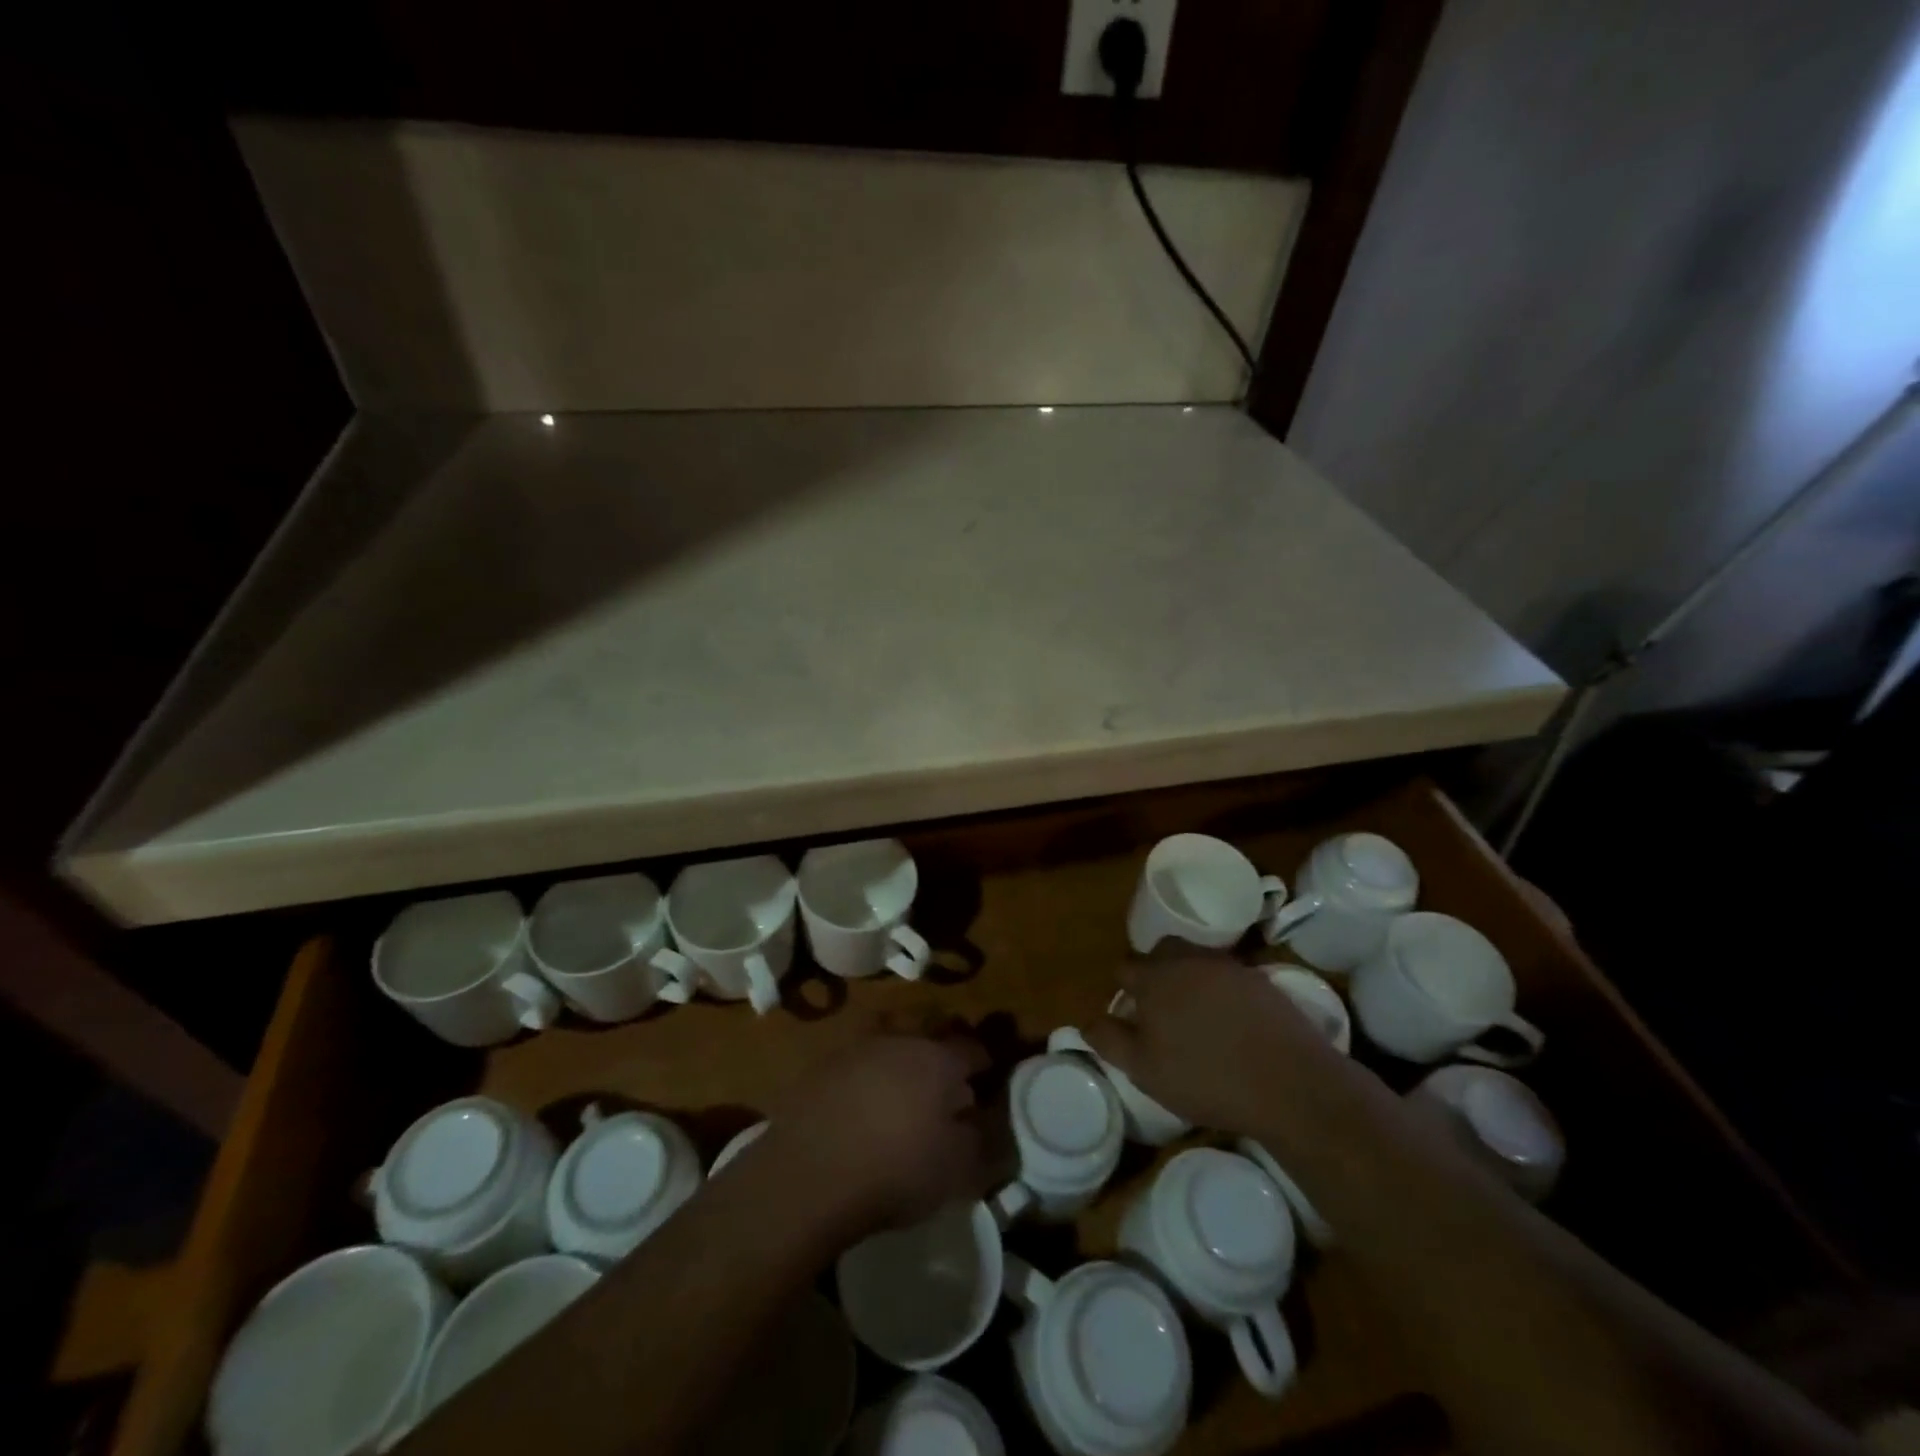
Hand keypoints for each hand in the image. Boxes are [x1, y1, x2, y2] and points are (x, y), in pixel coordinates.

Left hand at [757, 1031, 995, 1241]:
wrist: (810, 1174)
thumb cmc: (896, 1169)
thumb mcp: (956, 1169)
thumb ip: (980, 1141)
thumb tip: (982, 1122)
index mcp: (938, 1058)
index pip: (972, 1048)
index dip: (984, 1063)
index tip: (987, 1079)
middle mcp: (901, 1040)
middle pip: (930, 1029)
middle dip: (942, 1047)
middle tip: (946, 1078)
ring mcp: (858, 1048)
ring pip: (891, 1038)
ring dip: (902, 1056)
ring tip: (903, 1088)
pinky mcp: (823, 1066)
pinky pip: (858, 1059)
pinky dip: (868, 1074)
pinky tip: (864, 1101)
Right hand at [1085, 952, 1342, 1135]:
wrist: (1290, 1084)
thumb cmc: (1207, 1078)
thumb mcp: (1145, 1070)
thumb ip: (1110, 1040)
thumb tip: (1086, 1021)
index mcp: (1154, 978)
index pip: (1124, 968)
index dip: (1123, 991)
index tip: (1130, 1017)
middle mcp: (1188, 960)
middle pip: (1161, 951)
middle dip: (1155, 971)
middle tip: (1161, 1009)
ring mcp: (1227, 966)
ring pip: (1195, 959)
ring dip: (1188, 977)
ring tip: (1196, 1014)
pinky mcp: (1260, 979)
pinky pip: (1227, 974)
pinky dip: (1220, 990)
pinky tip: (1230, 1021)